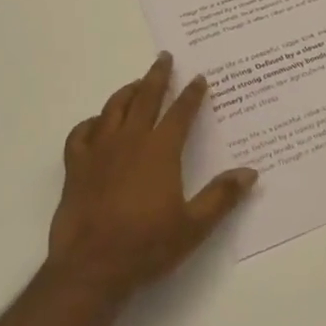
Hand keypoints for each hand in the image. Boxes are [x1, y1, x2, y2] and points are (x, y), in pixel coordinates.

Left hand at [47, 53, 256, 302]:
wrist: (91, 267)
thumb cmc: (146, 246)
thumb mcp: (193, 227)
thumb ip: (221, 196)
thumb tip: (250, 173)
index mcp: (160, 151)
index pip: (180, 113)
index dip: (192, 94)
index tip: (199, 78)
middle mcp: (130, 141)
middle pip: (145, 98)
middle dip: (158, 76)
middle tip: (164, 58)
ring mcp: (99, 151)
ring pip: (113, 108)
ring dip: (127, 92)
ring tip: (137, 84)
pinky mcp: (75, 166)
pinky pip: (81, 133)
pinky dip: (90, 122)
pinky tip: (97, 124)